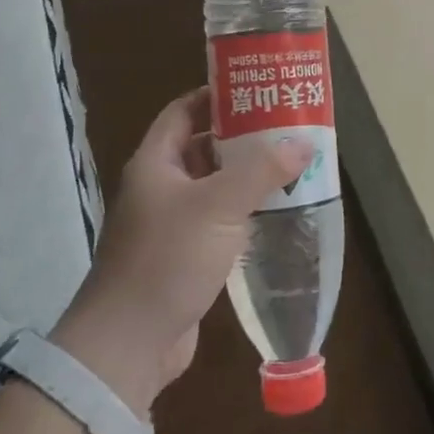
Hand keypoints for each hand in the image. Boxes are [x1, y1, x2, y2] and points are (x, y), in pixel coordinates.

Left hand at [51, 87, 311, 416]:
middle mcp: (159, 187)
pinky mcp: (184, 256)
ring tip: (291, 164)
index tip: (257, 90)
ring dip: (247, 177)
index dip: (216, 96)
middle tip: (285, 127)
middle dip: (242, 137)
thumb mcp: (218, 206)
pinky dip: (244, 212)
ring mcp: (170, 224)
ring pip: (213, 187)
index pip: (184, 111)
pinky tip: (276, 211)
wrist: (128, 344)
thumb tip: (304, 142)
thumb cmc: (167, 259)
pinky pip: (218, 221)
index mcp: (156, 163)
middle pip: (202, 147)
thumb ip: (262, 171)